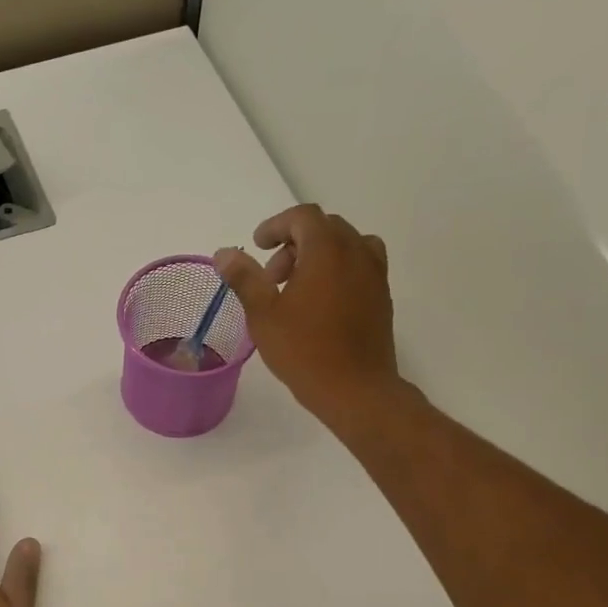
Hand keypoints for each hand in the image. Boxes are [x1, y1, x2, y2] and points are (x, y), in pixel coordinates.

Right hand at [215, 205, 402, 428]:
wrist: (356, 389)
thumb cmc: (304, 350)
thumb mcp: (263, 314)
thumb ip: (245, 278)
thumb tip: (225, 254)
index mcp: (327, 250)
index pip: (303, 217)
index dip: (276, 225)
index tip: (257, 246)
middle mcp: (356, 252)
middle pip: (325, 227)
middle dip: (294, 243)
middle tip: (272, 276)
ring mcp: (375, 273)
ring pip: (346, 245)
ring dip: (319, 254)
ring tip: (298, 287)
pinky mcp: (383, 296)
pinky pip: (360, 265)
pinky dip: (338, 269)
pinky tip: (321, 303)